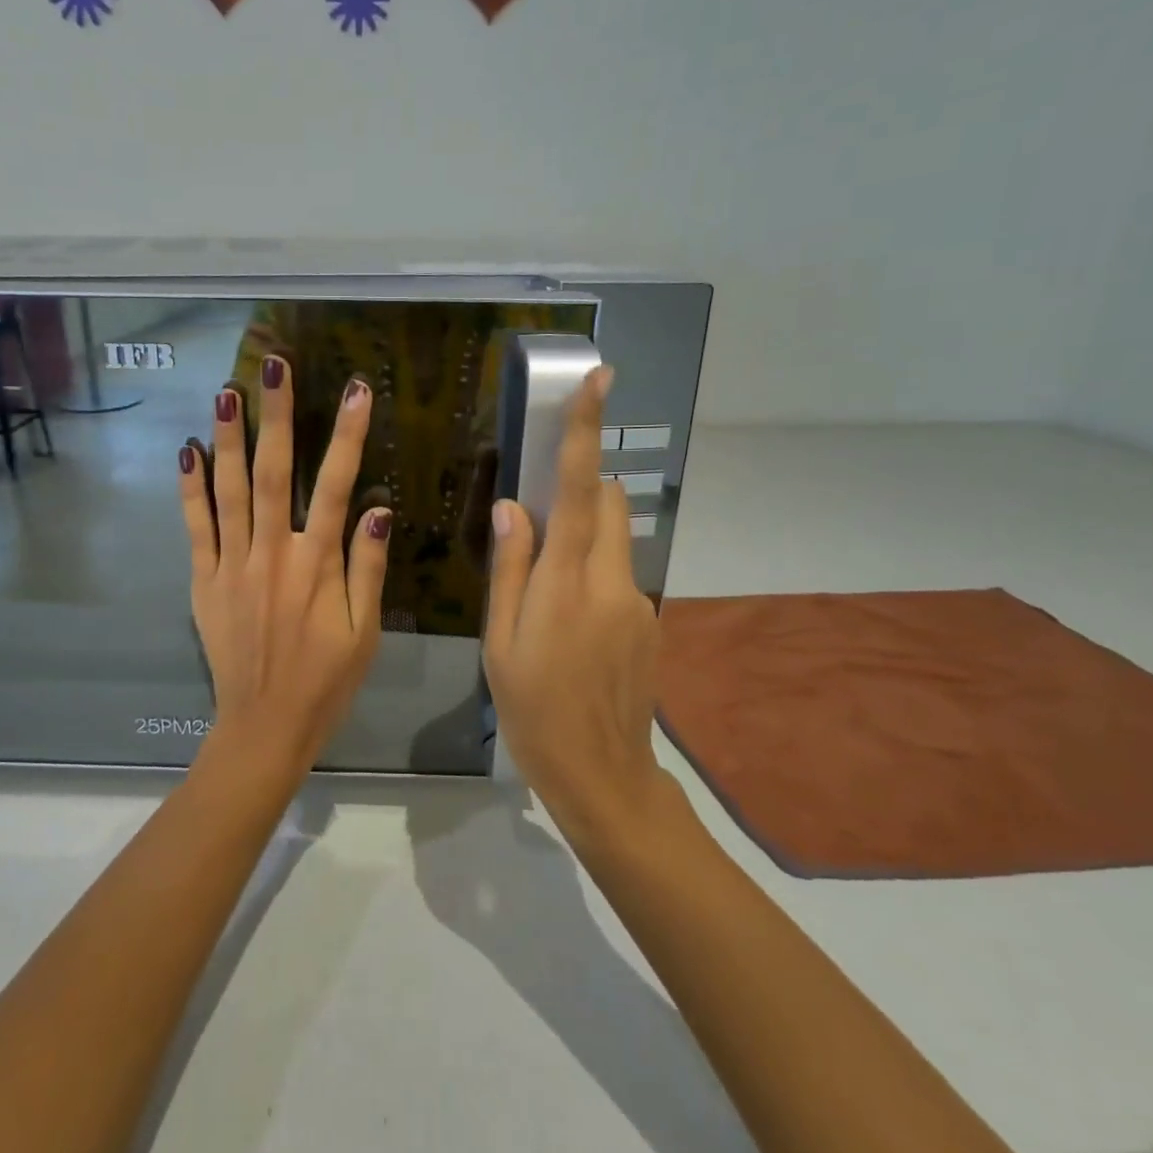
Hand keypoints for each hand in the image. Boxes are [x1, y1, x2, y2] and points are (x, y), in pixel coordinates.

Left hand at [179, 356, 390, 771]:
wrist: (264, 724)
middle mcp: (271, 553)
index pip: (336, 485)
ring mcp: (231, 564)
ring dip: (229, 438)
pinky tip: (188, 451)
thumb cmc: (325, 680)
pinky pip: (195, 526)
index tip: (358, 391)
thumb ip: (367, 566)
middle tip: (274, 366)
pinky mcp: (204, 580)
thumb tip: (375, 507)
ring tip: (227, 391)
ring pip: (228, 490)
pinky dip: (191, 488)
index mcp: (316, 564)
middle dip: (276, 416)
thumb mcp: (364, 631)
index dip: (348, 435)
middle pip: (273, 473)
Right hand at [483, 366, 668, 843]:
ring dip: (586, 539)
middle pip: (610, 503)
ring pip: (615, 541)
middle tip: (541, 524)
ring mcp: (639, 602)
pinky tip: (571, 631)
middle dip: (583, 490)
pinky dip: (594, 577)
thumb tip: (513, 506)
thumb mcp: (502, 641)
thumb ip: (511, 567)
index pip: (581, 491)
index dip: (586, 432)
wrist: (602, 775)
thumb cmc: (534, 710)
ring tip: (549, 598)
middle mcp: (613, 581)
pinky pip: (620, 576)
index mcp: (568, 583)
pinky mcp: (650, 622)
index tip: (601, 378)